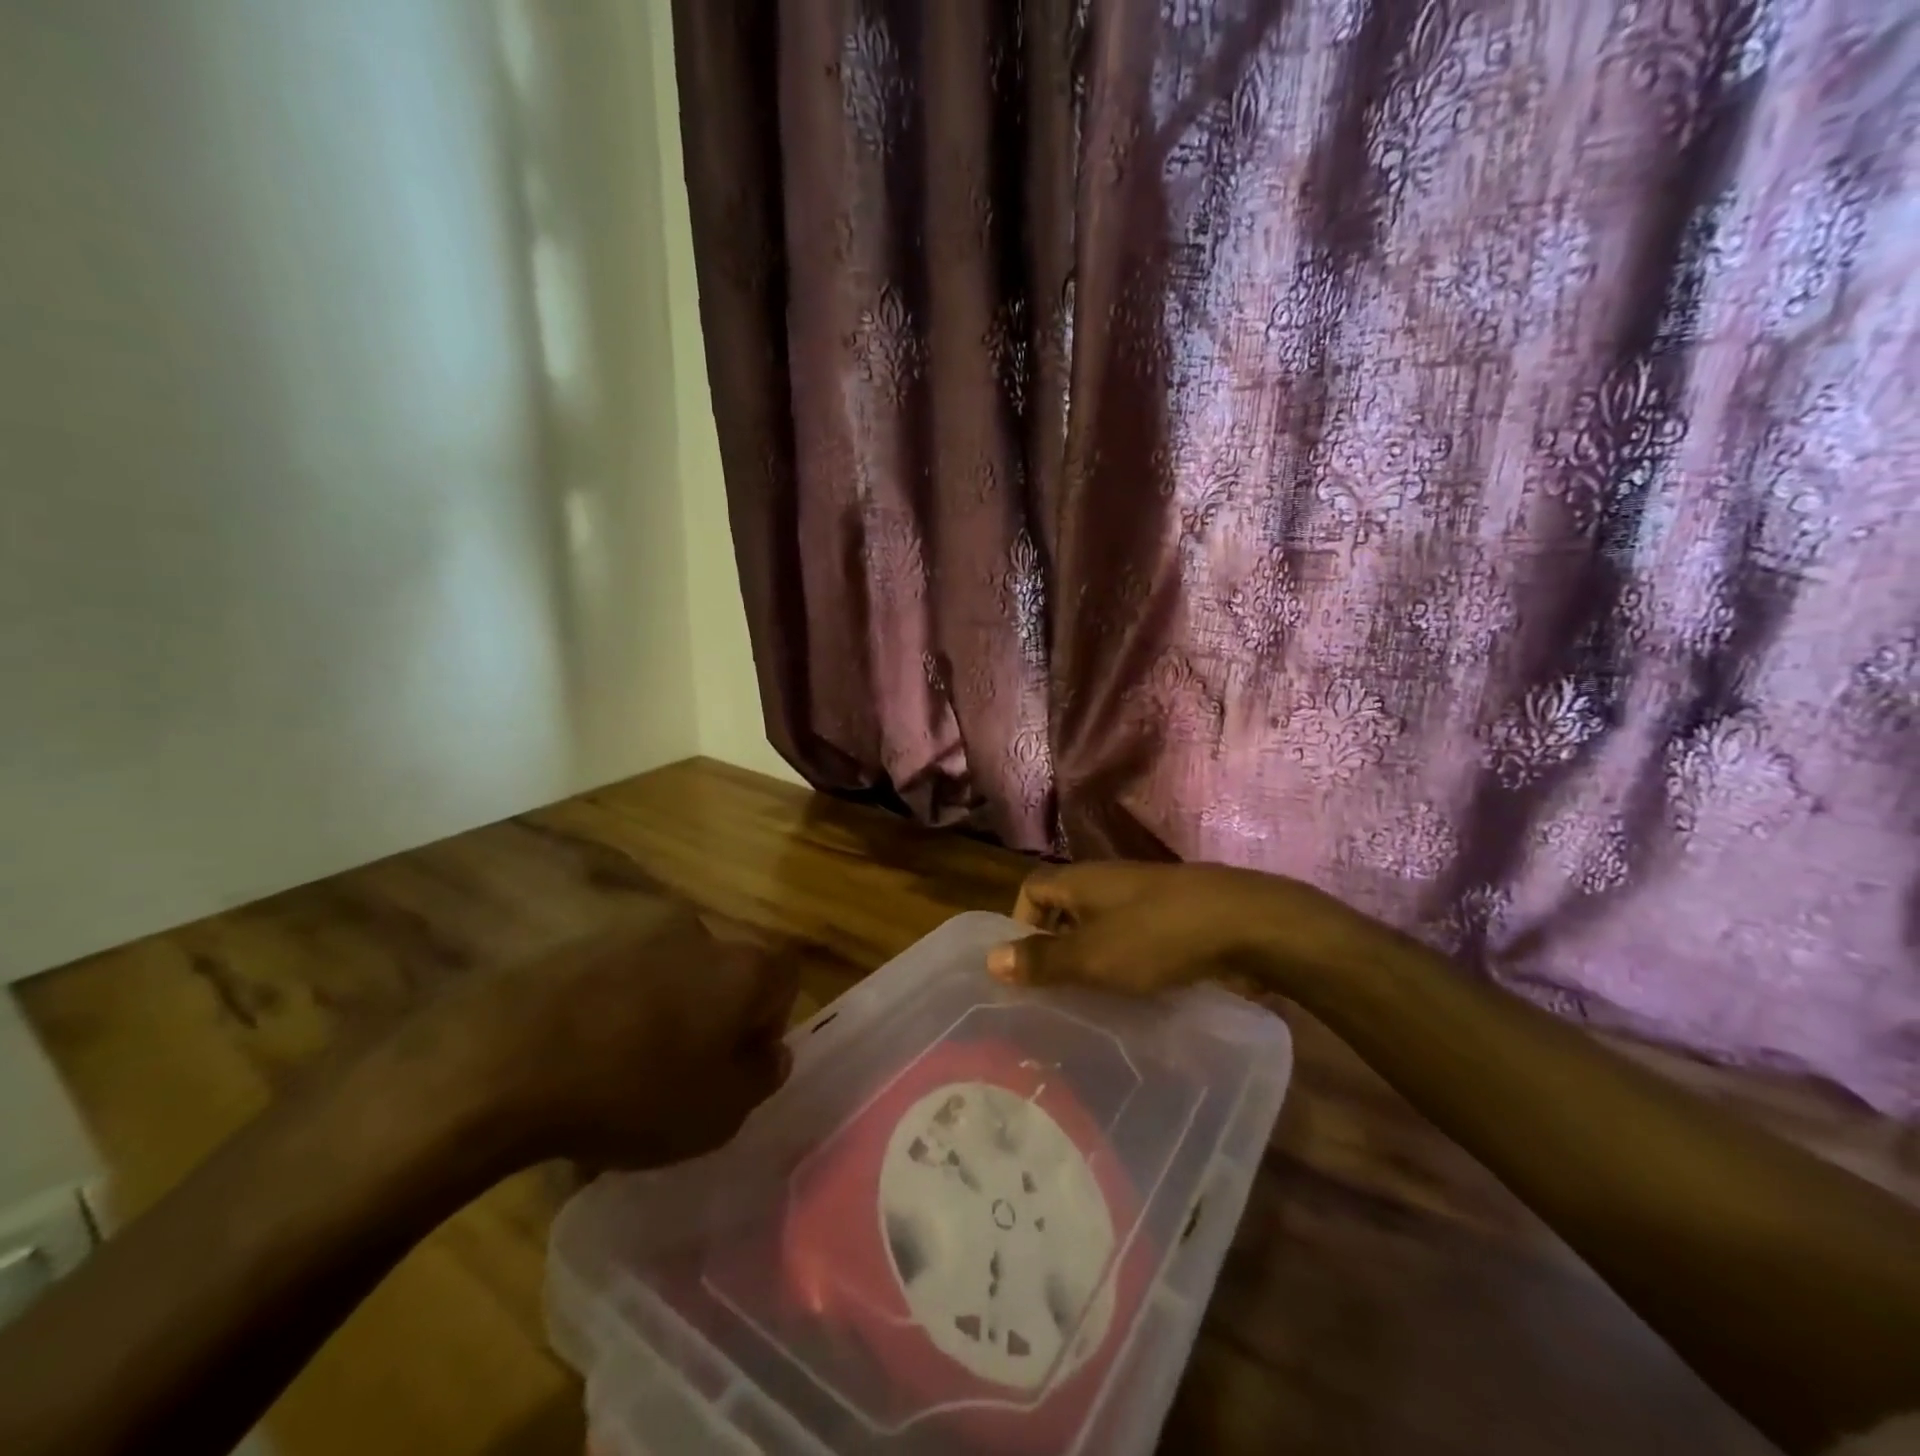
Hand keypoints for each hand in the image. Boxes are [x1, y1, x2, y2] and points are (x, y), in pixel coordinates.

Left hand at [426, 902, 798, 1169]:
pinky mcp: (579, 940)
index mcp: (741, 966)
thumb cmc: (631, 1092)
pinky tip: (581, 1052)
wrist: (502, 1061)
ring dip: (661, 1007)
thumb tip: (771, 1054)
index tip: (736, 1064)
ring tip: (621, 1065)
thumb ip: (760, 1079)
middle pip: (725, 970)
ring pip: (670, 970)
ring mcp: (634, 929)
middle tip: (681, 1068)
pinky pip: (617, 973)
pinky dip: (613, 1004)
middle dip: (712, 1013)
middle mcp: (698, 932)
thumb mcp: (717, 1114)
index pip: (785, 977)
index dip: (769, 1022)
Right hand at [986, 861, 1386, 998]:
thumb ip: (1043, 960)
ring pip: (1101, 926)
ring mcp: (1144, 898)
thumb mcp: (1092, 955)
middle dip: (1055, 948)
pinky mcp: (1175, 918)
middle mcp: (1108, 882)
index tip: (1027, 968)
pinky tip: (1136, 995)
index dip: (1020, 923)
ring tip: (1091, 1001)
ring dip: (1092, 958)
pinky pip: (1134, 938)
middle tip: (1054, 994)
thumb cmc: (1157, 936)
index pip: (1031, 888)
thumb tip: (989, 959)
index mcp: (1081, 880)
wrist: (1245, 924)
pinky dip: (1126, 962)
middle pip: (1065, 908)